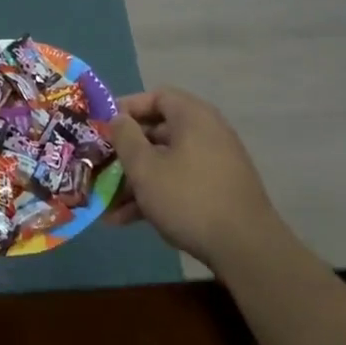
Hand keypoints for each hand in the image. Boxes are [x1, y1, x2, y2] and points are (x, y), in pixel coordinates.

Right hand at [104, 88, 283, 272]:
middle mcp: (206, 133)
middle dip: (126, 151)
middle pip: (158, 132)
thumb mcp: (145, 168)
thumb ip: (125, 138)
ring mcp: (214, 163)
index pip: (156, 97)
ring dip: (135, 180)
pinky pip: (179, 182)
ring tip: (106, 203)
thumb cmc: (188, 197)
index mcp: (192, 116)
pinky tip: (126, 220)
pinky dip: (155, 194)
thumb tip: (118, 118)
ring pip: (166, 162)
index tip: (102, 126)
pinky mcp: (217, 191)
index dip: (127, 108)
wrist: (246, 248)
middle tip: (99, 165)